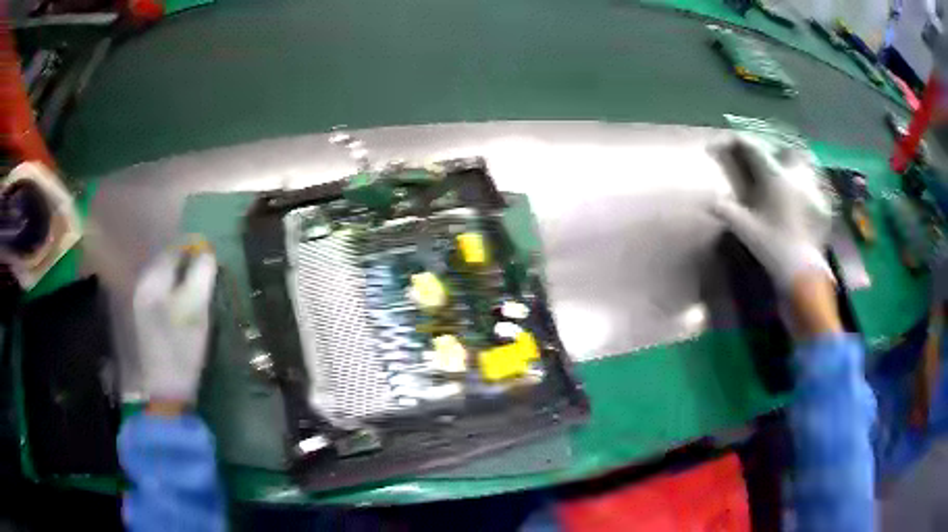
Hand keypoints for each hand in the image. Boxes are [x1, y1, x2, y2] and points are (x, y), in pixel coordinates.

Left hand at [134, 239, 216, 403]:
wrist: (167, 388)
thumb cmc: (181, 346)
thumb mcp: (196, 308)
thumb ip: (202, 275)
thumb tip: (207, 252)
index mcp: (152, 279)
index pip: (174, 249)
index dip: (194, 248)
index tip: (212, 254)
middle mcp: (143, 285)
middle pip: (168, 263)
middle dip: (188, 263)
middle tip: (209, 273)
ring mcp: (141, 303)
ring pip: (166, 279)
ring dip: (183, 278)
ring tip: (201, 289)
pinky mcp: (145, 318)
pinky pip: (163, 293)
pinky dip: (176, 292)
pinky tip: (186, 306)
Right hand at [714, 137, 839, 336]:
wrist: (802, 273)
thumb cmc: (774, 247)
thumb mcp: (746, 229)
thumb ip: (727, 210)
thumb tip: (711, 201)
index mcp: (774, 176)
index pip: (751, 147)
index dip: (731, 142)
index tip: (717, 146)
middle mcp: (794, 175)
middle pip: (780, 147)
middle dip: (767, 148)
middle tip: (756, 159)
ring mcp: (811, 188)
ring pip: (801, 162)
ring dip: (789, 162)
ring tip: (780, 172)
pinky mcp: (822, 205)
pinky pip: (813, 184)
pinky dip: (804, 183)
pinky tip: (798, 194)